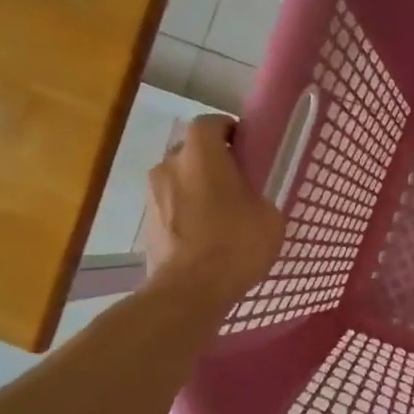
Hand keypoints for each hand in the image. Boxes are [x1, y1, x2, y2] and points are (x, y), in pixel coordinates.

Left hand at [143, 116, 283, 305]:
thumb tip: (248, 198)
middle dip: (210, 161)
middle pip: (191, 151)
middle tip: (234, 183)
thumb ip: (257, 195)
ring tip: (218, 214)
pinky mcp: (146, 223)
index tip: (244, 148)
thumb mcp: (268, 217)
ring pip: (178, 180)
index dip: (228, 131)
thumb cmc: (235, 245)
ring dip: (195, 189)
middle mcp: (169, 164)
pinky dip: (184, 213)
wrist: (189, 290)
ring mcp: (152, 194)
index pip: (210, 123)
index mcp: (201, 154)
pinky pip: (170, 207)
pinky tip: (202, 236)